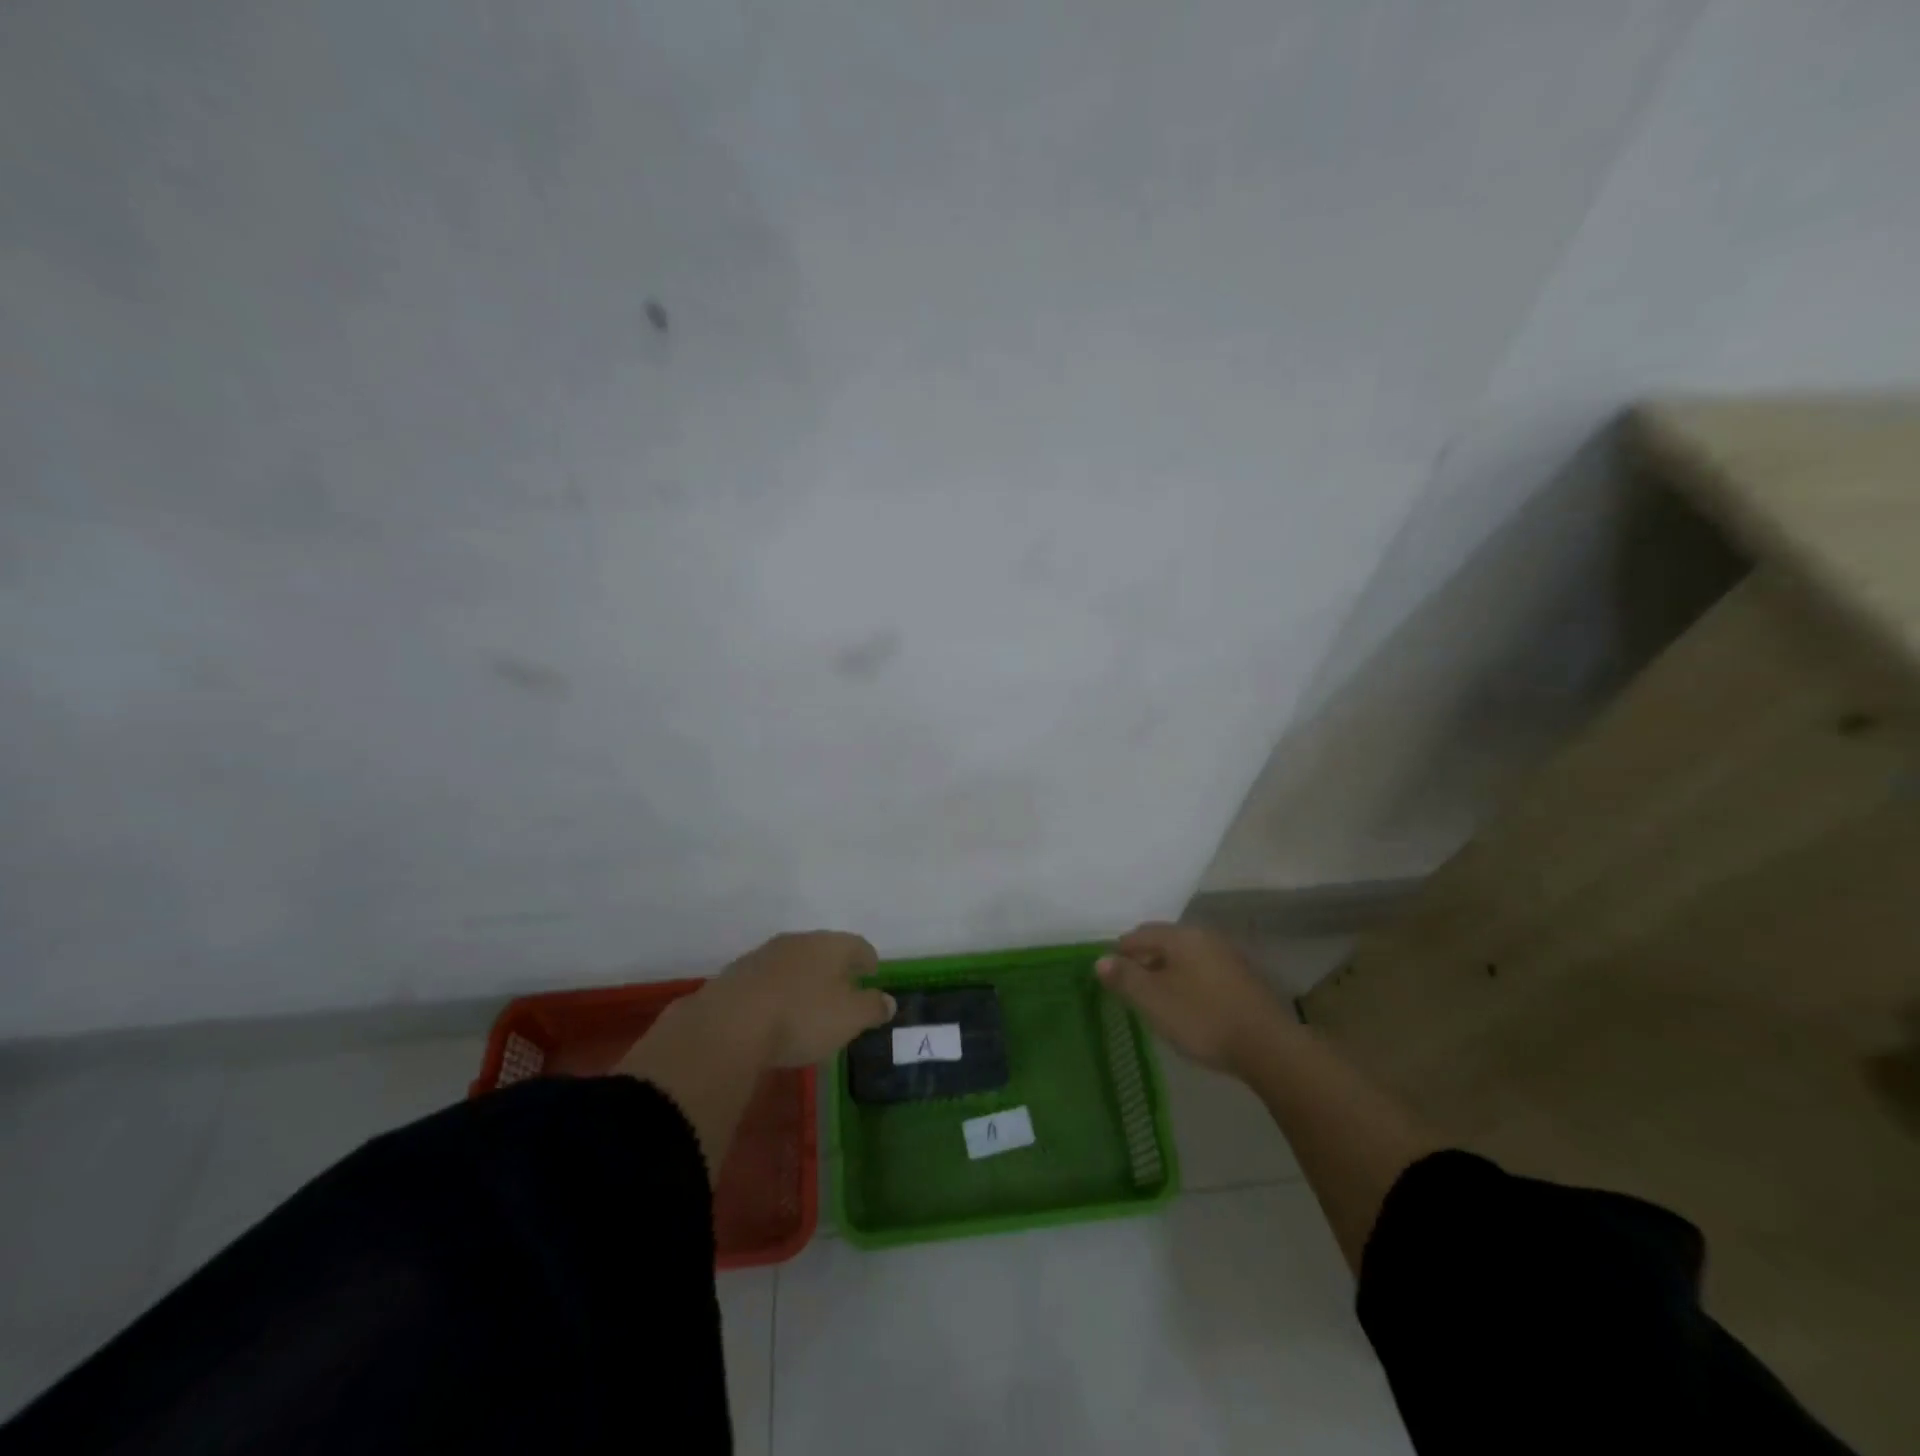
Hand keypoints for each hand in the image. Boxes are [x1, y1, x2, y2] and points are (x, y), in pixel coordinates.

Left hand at [692, 931, 894, 1067]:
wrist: (729, 1025)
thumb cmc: (801, 1016)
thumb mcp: (849, 1018)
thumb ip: (872, 1007)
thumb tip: (889, 1000)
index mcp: (830, 945)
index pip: (857, 945)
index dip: (868, 959)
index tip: (873, 972)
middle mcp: (798, 941)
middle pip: (824, 950)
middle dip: (836, 967)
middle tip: (844, 988)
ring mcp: (764, 955)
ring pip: (794, 962)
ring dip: (805, 979)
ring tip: (810, 1003)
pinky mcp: (737, 976)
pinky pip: (769, 980)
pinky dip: (779, 992)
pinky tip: (777, 1012)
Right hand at [1097, 922, 1293, 1074]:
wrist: (1268, 1047)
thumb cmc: (1202, 1018)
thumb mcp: (1153, 1000)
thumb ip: (1125, 977)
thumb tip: (1101, 960)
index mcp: (1181, 936)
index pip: (1139, 934)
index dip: (1119, 953)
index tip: (1110, 976)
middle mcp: (1205, 937)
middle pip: (1163, 942)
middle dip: (1143, 961)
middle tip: (1130, 989)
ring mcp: (1228, 957)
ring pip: (1186, 957)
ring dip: (1167, 973)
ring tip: (1157, 1000)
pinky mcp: (1244, 979)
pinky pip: (1204, 972)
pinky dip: (1189, 982)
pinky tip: (1189, 1006)